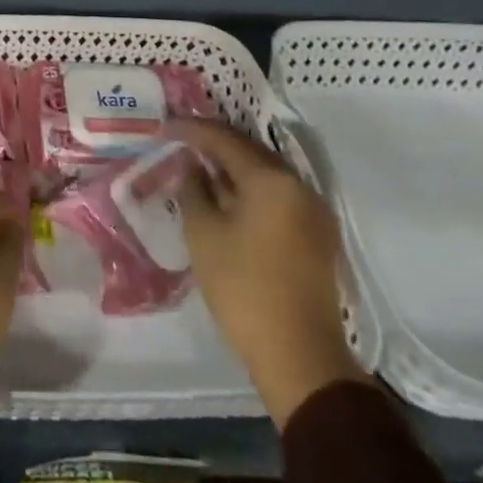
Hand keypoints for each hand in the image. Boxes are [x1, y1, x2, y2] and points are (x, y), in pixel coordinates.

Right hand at [172, 120, 365, 428]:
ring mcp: (314, 211)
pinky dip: (251, 187)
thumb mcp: (203, 233)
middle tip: (181, 141)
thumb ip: (193, 189)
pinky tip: (228, 196)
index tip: (164, 126)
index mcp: (271, 180)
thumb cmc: (243, 287)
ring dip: (234, 165)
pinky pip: (279, 194)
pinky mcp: (318, 235)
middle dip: (214, 143)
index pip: (225, 139)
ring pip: (266, 173)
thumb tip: (192, 166)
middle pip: (250, 151)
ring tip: (201, 165)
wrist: (299, 356)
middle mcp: (299, 186)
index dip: (192, 129)